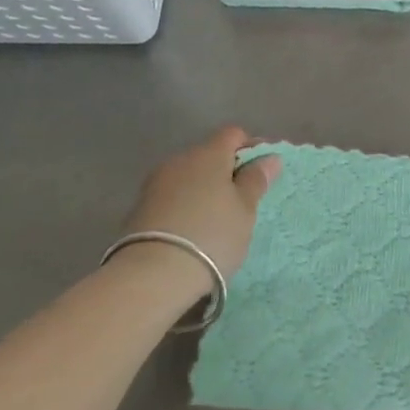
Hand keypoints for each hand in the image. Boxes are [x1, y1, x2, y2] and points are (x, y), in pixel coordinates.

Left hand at [119, 126, 280, 283]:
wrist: (152, 275)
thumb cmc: (211, 235)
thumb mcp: (245, 210)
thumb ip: (256, 180)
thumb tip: (270, 157)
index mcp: (209, 153)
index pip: (233, 134)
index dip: (250, 147)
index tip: (261, 171)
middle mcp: (180, 159)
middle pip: (208, 155)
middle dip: (225, 171)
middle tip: (240, 201)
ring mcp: (156, 183)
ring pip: (188, 177)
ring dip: (202, 190)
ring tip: (214, 219)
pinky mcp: (139, 208)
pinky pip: (171, 197)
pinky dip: (184, 206)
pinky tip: (190, 231)